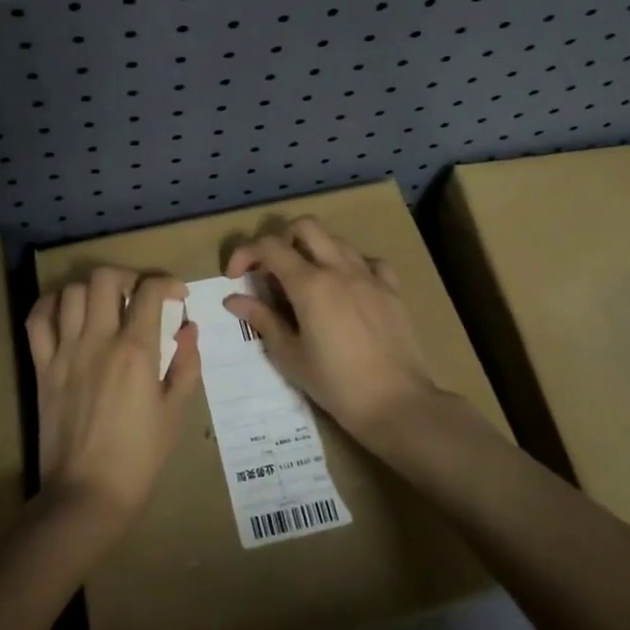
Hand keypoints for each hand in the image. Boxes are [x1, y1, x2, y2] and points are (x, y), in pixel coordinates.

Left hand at [25, 269, 201, 530]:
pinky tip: (65, 311)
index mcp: (136, 350)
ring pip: (71, 292)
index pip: (150, 290)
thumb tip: (189, 328)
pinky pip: (37, 320)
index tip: (177, 295)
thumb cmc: (139, 458)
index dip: (167, 282)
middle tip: (138, 295)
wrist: (86, 495)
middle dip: (127, 276)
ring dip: (92, 290)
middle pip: (105, 278)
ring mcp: (65, 351)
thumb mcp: (175, 413)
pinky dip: (50, 305)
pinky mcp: (42, 367)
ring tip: (105, 305)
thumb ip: (186, 365)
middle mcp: (98, 340)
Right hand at [224, 217, 437, 446]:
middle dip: (281, 239)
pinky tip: (346, 287)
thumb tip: (233, 299)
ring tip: (306, 280)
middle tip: (272, 269)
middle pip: (306, 226)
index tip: (236, 276)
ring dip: (314, 249)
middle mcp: (339, 269)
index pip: (270, 246)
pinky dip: (351, 265)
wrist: (396, 403)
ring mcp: (369, 276)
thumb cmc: (335, 384)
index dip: (246, 253)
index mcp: (310, 284)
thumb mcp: (290, 356)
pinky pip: (369, 261)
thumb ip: (262, 320)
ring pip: (337, 240)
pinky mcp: (392, 289)